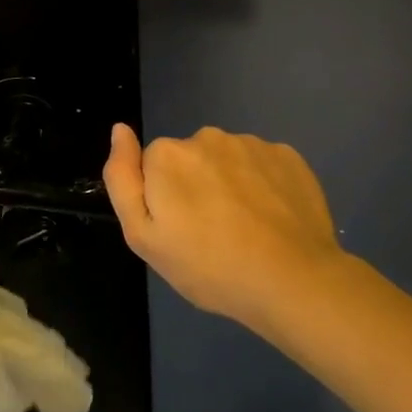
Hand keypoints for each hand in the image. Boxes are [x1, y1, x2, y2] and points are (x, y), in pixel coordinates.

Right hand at [103, 123, 345, 333]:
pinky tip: (272, 219)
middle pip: (190, 160)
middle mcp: (206, 137)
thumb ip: (122, 178)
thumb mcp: (143, 236)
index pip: (152, 168)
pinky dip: (263, 185)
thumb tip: (120, 130)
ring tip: (246, 230)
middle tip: (211, 234)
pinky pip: (262, 165)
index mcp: (167, 155)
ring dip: (230, 184)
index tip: (180, 231)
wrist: (292, 281)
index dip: (162, 200)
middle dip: (195, 187)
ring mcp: (251, 144)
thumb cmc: (208, 266)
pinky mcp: (288, 156)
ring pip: (227, 161)